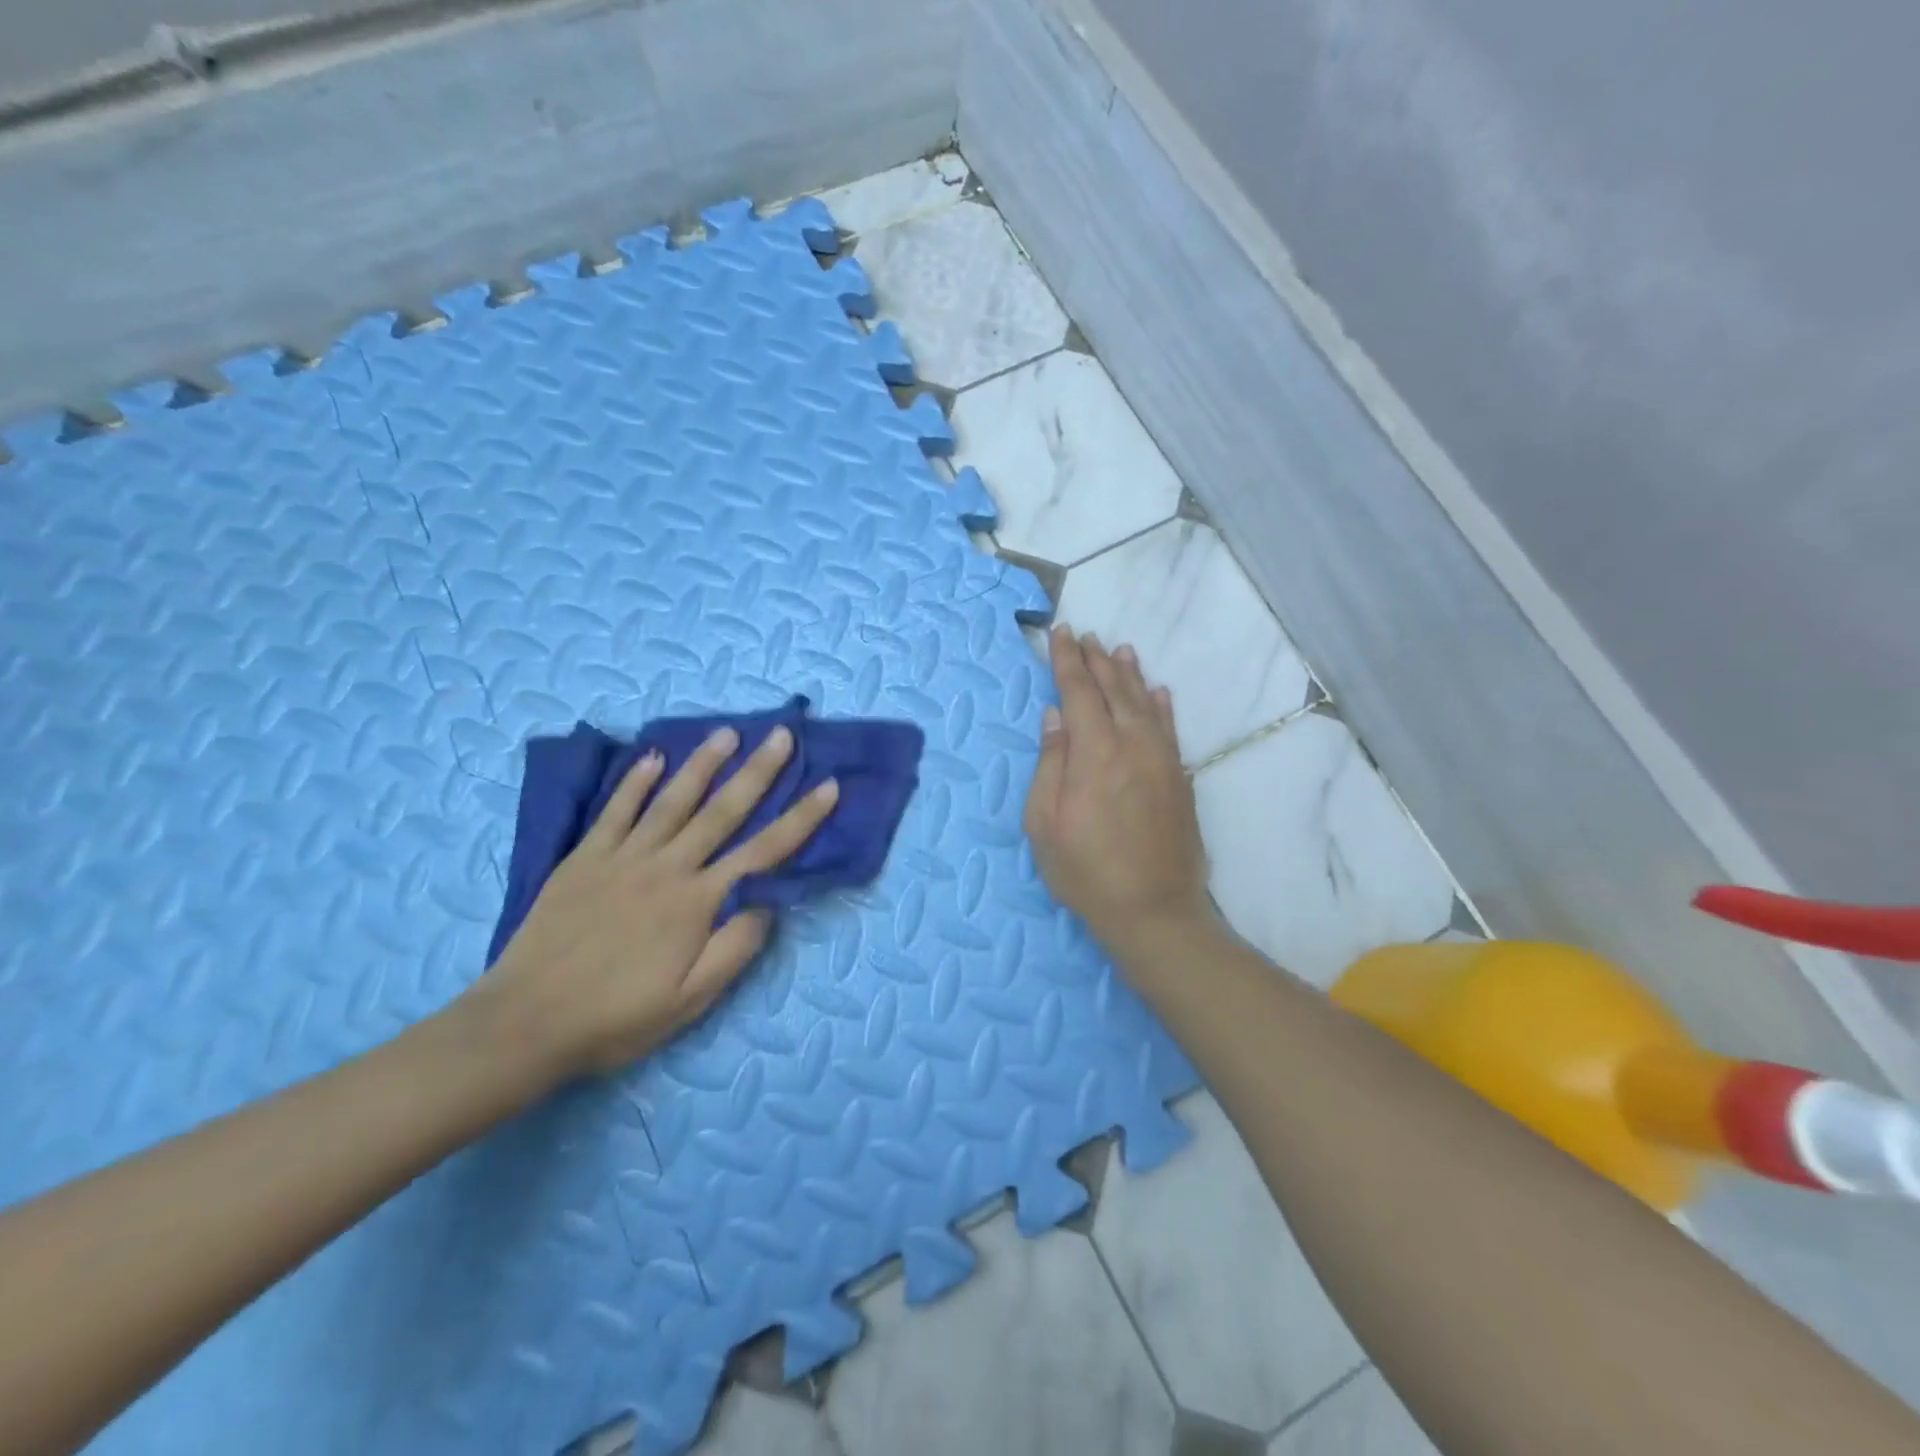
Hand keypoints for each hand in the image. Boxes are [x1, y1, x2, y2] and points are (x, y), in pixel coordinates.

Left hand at [469, 725, 838, 1081]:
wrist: (523, 1025)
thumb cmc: (616, 1018)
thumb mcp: (690, 1001)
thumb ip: (735, 948)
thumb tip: (769, 902)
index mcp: (697, 902)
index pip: (764, 851)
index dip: (801, 818)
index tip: (829, 786)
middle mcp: (666, 868)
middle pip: (722, 811)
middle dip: (758, 771)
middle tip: (782, 735)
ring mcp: (622, 858)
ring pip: (672, 800)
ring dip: (702, 764)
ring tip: (727, 733)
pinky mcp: (583, 859)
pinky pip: (615, 811)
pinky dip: (634, 783)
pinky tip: (651, 758)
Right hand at [1025, 628, 1211, 955]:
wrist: (1154, 909)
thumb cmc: (1086, 870)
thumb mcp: (1044, 823)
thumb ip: (1050, 763)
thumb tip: (1054, 716)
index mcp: (1094, 752)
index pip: (1078, 691)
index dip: (1066, 660)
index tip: (1059, 632)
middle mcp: (1132, 744)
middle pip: (1113, 689)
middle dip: (1095, 659)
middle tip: (1085, 634)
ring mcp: (1162, 759)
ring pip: (1145, 703)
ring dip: (1129, 674)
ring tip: (1119, 650)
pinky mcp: (1180, 777)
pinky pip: (1170, 728)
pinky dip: (1162, 705)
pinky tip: (1158, 692)